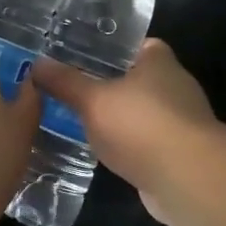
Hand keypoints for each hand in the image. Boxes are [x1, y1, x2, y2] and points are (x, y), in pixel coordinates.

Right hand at [32, 39, 214, 192]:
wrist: (187, 179)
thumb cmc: (141, 124)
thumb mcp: (93, 99)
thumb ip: (66, 83)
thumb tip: (37, 64)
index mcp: (159, 62)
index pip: (141, 45)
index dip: (116, 49)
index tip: (88, 55)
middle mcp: (177, 87)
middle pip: (142, 79)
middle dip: (114, 85)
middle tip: (78, 89)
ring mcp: (183, 123)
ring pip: (146, 114)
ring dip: (124, 119)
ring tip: (86, 122)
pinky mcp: (182, 156)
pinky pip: (150, 144)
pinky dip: (132, 147)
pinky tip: (108, 154)